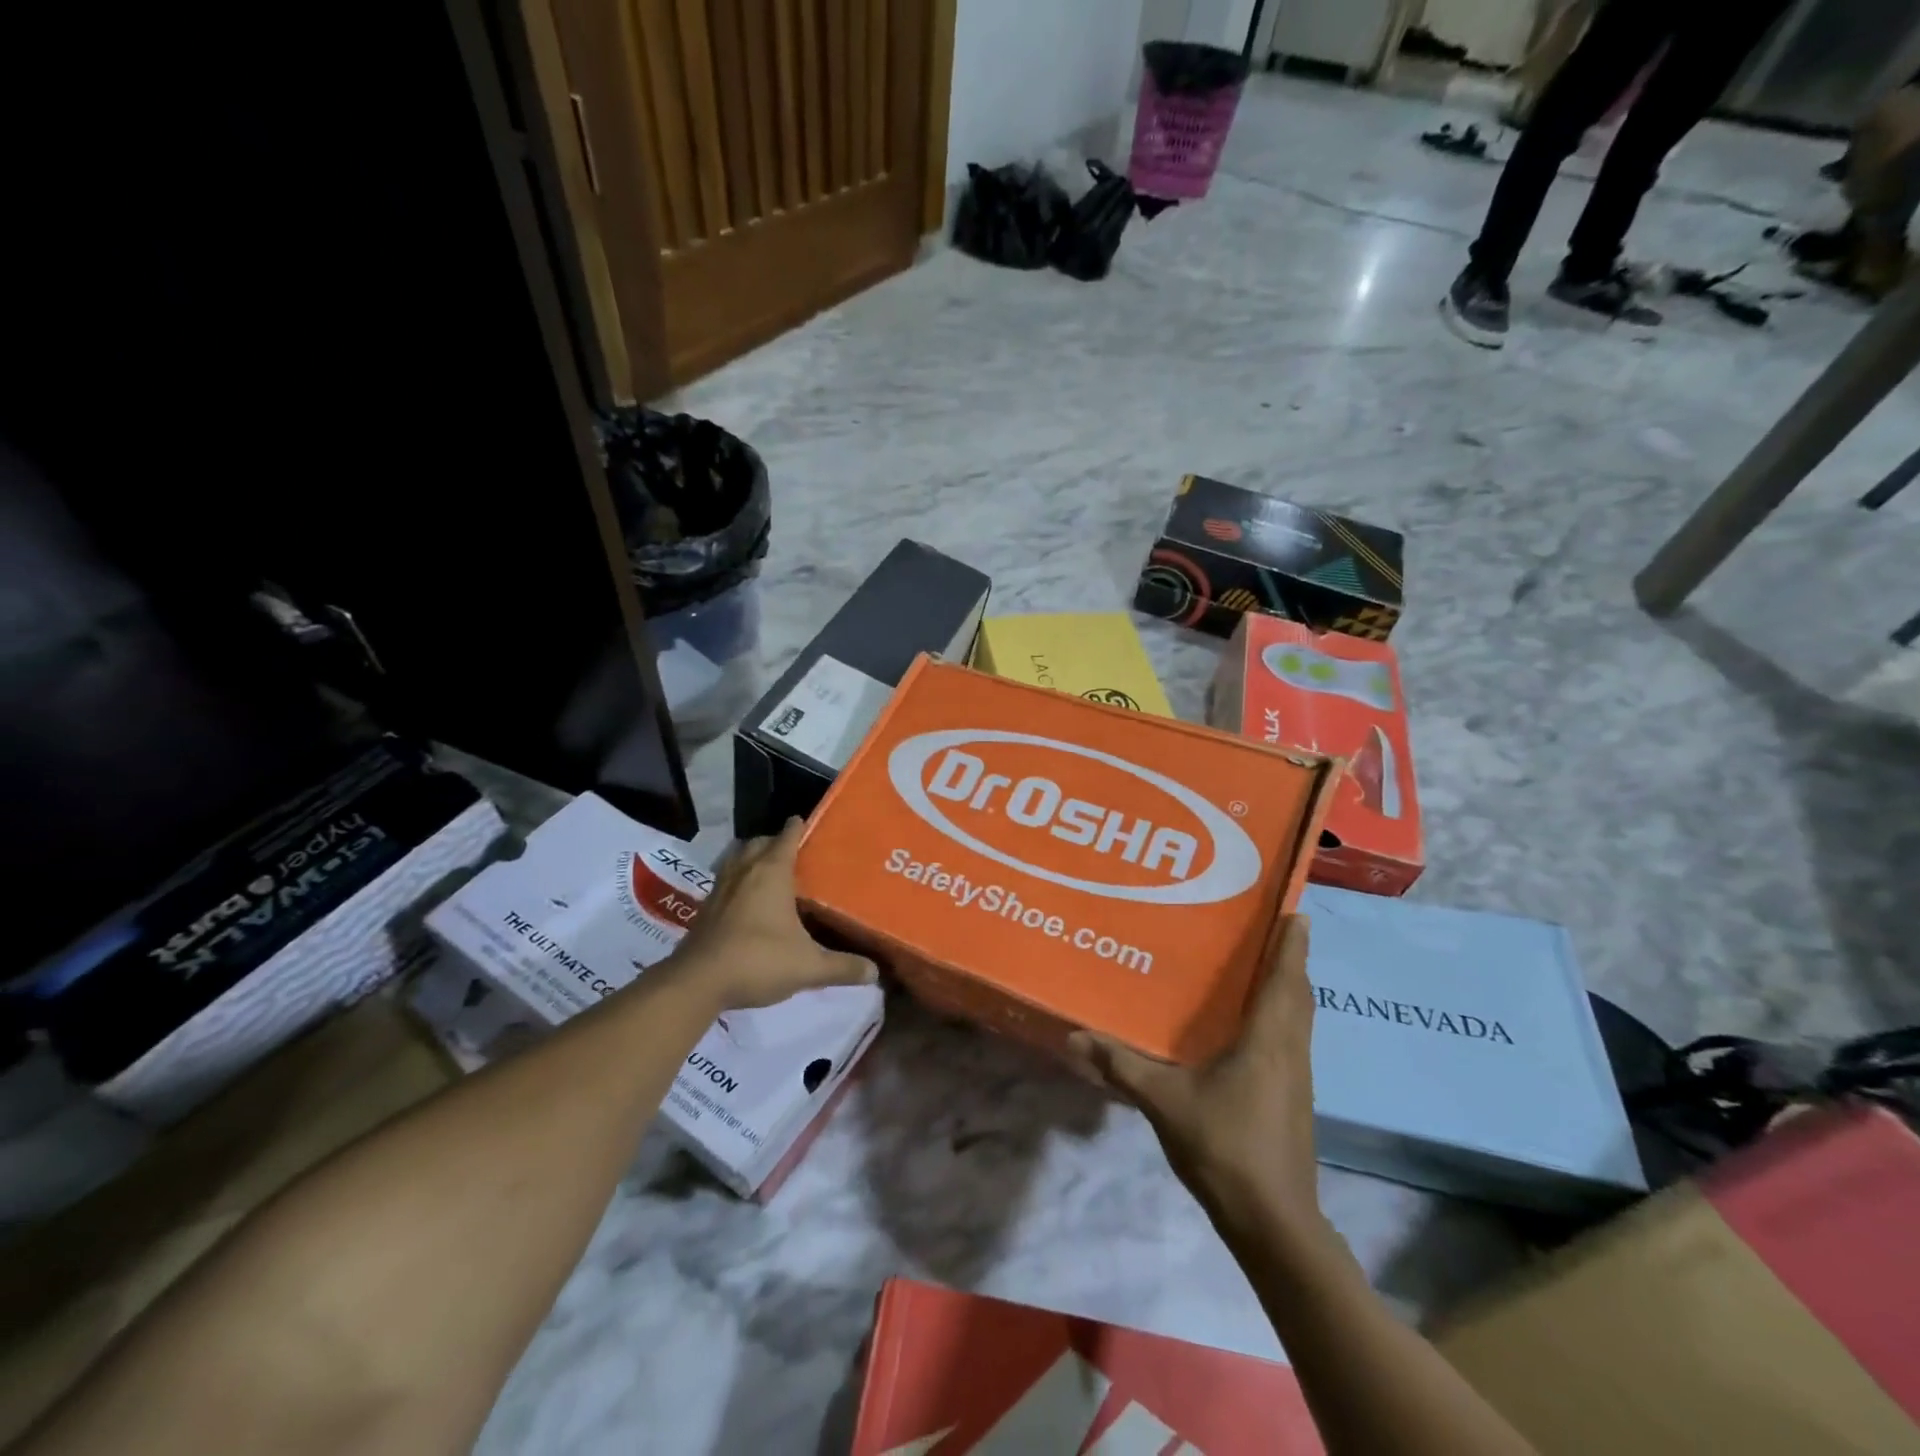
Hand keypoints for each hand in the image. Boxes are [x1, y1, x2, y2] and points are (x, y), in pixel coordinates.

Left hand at [669, 818, 877, 1010]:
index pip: (787, 836)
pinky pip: (725, 883)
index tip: (808, 823)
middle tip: (794, 854)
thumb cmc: (758, 960)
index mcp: (772, 872)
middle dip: (774, 843)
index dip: (798, 827)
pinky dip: (738, 885)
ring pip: (737, 860)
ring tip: (770, 875)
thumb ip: (842, 967)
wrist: (698, 982)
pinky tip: (748, 905)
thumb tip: (874, 972)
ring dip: (752, 861)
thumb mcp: (808, 967)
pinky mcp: (705, 910)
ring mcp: (720, 889)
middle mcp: (744, 872)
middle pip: (759, 843)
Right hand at [1069, 915, 1320, 1233]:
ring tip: (1260, 965)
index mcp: (1268, 1040)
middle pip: (1298, 994)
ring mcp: (1297, 1078)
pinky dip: (1279, 1017)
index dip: (1293, 944)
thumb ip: (1120, 1066)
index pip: (1285, 979)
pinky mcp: (1293, 1099)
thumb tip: (1074, 1037)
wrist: (1273, 1222)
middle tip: (1272, 928)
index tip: (1297, 911)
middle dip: (1290, 960)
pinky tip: (1251, 1026)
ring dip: (1287, 988)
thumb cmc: (1225, 1147)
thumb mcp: (1164, 1101)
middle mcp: (1291, 1051)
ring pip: (1299, 1019)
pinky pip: (1291, 1041)